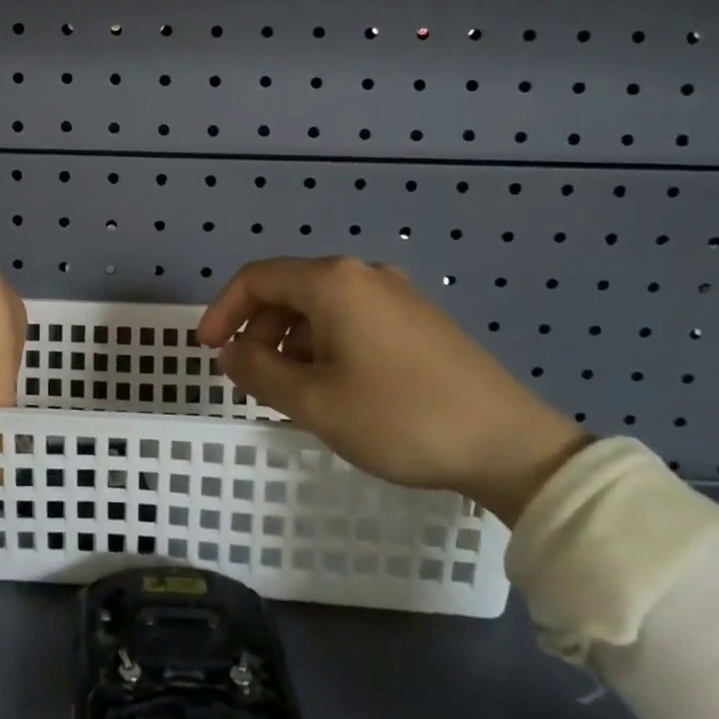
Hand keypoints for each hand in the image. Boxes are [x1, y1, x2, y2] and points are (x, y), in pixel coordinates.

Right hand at [196, 257, 589, 524]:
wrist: (511, 445)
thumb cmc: (400, 418)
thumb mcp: (315, 402)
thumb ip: (259, 372)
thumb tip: (230, 352)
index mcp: (333, 281)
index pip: (257, 278)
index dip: (223, 309)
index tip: (208, 348)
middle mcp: (362, 274)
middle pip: (289, 289)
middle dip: (259, 329)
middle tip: (250, 376)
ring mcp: (396, 294)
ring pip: (322, 306)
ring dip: (292, 341)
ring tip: (291, 389)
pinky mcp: (419, 318)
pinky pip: (353, 318)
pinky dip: (326, 344)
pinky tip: (334, 386)